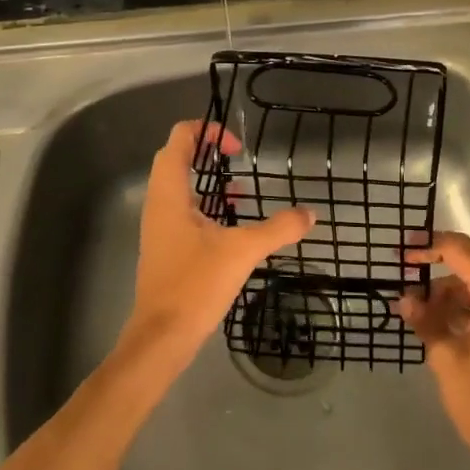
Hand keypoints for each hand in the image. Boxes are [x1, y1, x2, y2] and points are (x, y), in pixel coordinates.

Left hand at [124, 120, 314, 369]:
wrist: (161, 338)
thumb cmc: (195, 285)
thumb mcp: (242, 252)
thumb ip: (278, 229)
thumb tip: (310, 214)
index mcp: (170, 193)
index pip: (179, 139)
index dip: (207, 131)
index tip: (237, 147)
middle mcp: (159, 202)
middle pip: (176, 157)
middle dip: (206, 149)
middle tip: (236, 156)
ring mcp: (159, 225)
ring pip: (178, 184)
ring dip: (205, 177)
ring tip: (240, 187)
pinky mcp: (165, 246)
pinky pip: (182, 208)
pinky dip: (204, 202)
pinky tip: (231, 222)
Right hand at [395, 231, 469, 469]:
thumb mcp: (446, 359)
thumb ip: (425, 321)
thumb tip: (404, 298)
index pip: (460, 251)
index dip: (429, 245)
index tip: (401, 254)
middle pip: (466, 262)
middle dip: (434, 261)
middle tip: (402, 270)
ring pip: (468, 284)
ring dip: (440, 290)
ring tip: (411, 309)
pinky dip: (451, 307)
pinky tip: (428, 323)